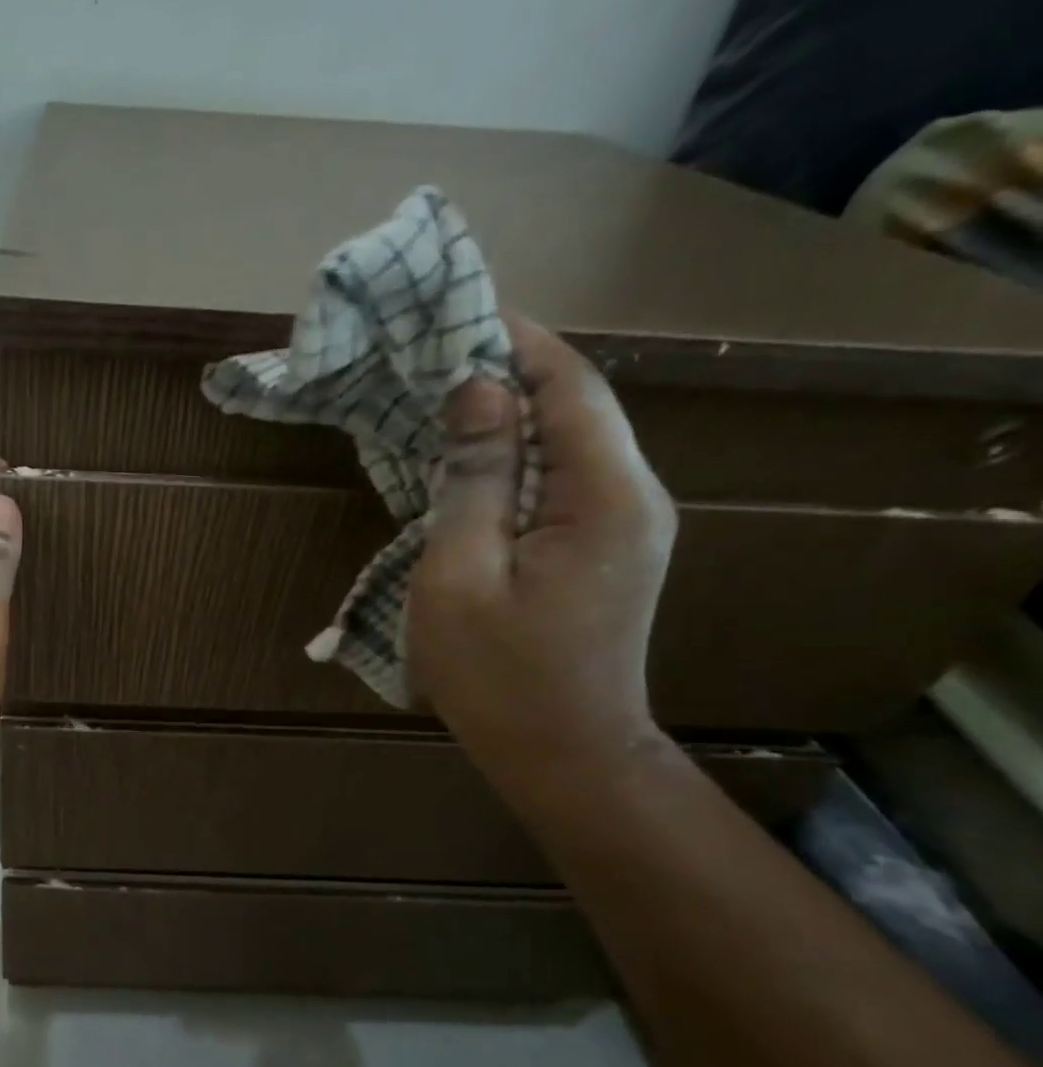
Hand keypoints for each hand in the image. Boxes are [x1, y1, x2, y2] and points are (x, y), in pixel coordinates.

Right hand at [408, 317, 677, 793]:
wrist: (564, 755)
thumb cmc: (498, 674)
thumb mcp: (460, 575)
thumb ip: (472, 478)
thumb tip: (475, 389)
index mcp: (603, 496)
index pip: (569, 384)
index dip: (517, 340)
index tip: (456, 311)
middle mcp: (633, 496)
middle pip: (575, 406)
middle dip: (508, 371)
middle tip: (432, 355)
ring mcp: (627, 524)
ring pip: (569, 441)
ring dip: (508, 415)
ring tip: (439, 399)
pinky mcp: (607, 548)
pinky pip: (563, 480)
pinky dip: (516, 458)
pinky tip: (468, 463)